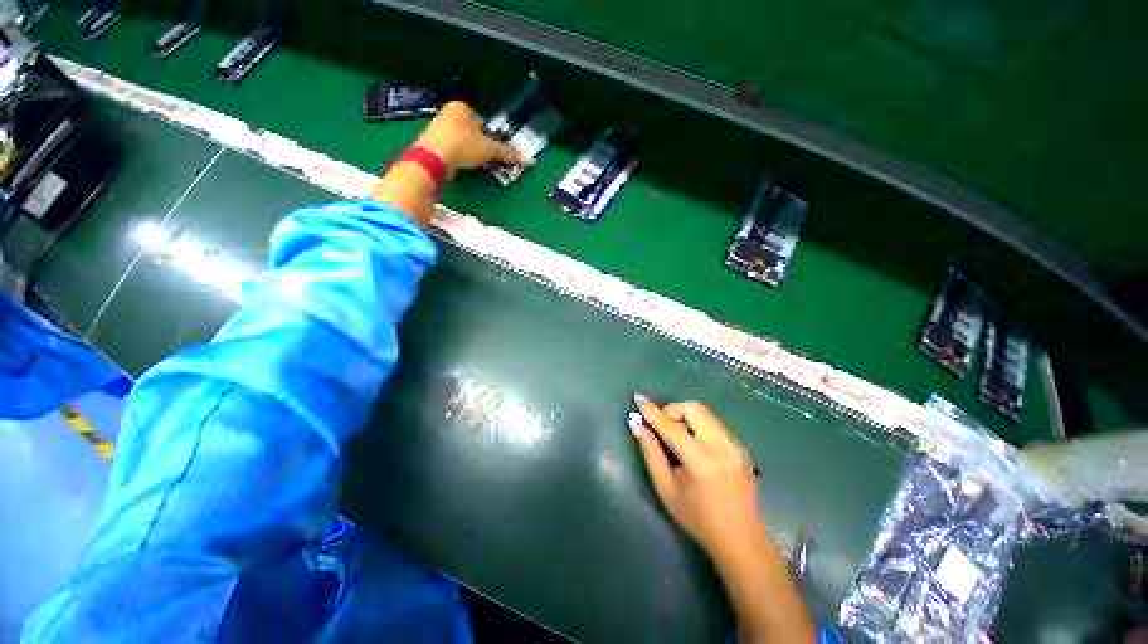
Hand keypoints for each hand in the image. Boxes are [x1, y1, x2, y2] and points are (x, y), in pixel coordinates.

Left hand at [415, 101, 524, 173]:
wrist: (434, 157)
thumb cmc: (463, 145)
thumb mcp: (489, 149)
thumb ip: (506, 153)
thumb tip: (528, 160)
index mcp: (461, 107)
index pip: (480, 120)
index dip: (488, 135)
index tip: (490, 148)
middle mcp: (447, 113)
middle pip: (469, 130)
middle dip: (477, 143)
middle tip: (483, 157)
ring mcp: (436, 127)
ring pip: (459, 139)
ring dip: (467, 150)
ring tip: (471, 162)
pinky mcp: (431, 142)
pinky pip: (449, 148)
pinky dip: (456, 156)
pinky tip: (459, 164)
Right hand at [630, 396, 764, 561]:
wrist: (741, 541)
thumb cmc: (698, 519)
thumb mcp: (666, 488)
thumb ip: (651, 452)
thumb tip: (636, 424)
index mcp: (701, 460)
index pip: (671, 425)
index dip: (652, 411)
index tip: (638, 398)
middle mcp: (722, 446)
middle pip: (693, 408)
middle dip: (673, 410)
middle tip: (662, 428)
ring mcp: (736, 445)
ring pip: (705, 413)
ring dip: (686, 417)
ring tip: (677, 438)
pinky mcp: (741, 447)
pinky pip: (714, 424)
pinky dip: (698, 425)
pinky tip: (694, 446)